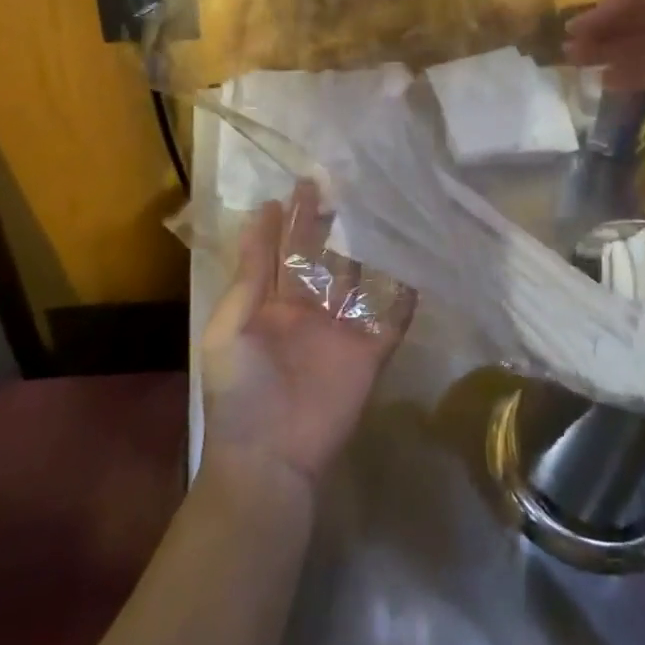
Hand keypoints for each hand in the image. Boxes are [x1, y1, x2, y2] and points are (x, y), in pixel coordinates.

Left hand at [201, 183, 412, 494]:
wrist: (270, 459)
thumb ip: (249, 277)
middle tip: (332, 186)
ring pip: (354, 281)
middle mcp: (305, 312)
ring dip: (363, 251)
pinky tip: (416, 270)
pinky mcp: (368, 355)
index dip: (282, 222)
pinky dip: (405, 300)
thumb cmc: (240, 392)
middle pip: (316, 259)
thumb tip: (260, 219)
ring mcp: (339, 331)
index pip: (277, 253)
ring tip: (375, 213)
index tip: (291, 188)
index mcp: (267, 306)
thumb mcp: (229, 328)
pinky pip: (392, 322)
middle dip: (321, 225)